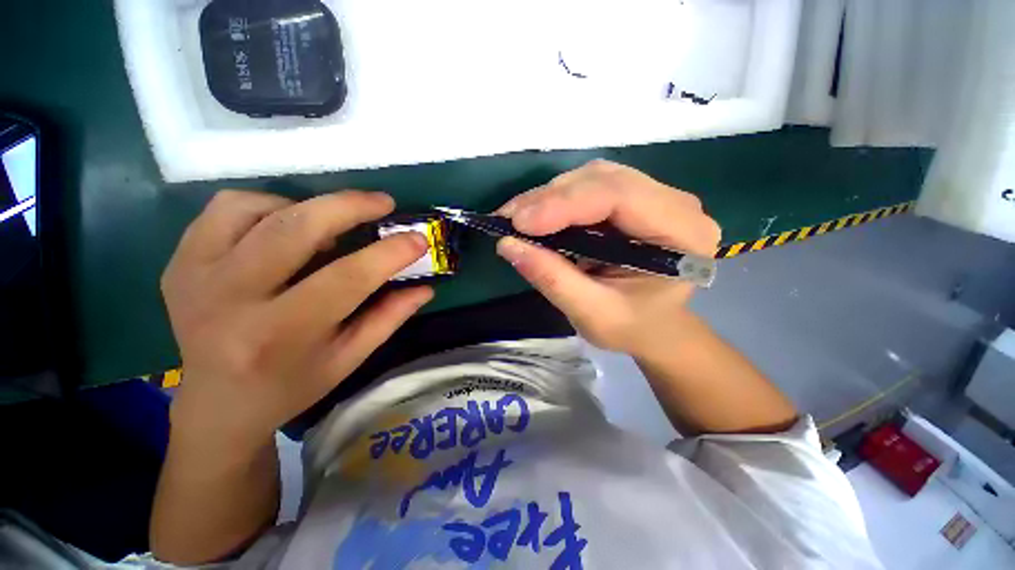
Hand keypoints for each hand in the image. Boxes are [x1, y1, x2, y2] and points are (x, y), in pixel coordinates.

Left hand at [161, 190, 432, 451]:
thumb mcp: (349, 359)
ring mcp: (194, 275)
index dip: (389, 253)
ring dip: (306, 207)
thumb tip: (425, 287)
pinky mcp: (179, 261)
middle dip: (349, 207)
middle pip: (295, 229)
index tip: (418, 239)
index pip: (346, 279)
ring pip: (255, 207)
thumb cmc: (291, 385)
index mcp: (280, 335)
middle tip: (383, 203)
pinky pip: (225, 209)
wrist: (217, 403)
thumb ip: (389, 318)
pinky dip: (266, 205)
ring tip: (330, 224)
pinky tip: (285, 227)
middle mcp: (229, 300)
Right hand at [495, 160, 720, 356]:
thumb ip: (553, 279)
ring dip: (549, 195)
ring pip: (592, 177)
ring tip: (517, 217)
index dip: (565, 203)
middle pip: (604, 179)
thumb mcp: (593, 314)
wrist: (653, 325)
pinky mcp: (631, 198)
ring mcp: (653, 196)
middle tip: (509, 219)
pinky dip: (556, 199)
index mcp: (683, 233)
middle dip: (550, 198)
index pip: (621, 196)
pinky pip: (588, 186)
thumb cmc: (632, 326)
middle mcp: (674, 203)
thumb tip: (507, 245)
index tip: (519, 223)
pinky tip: (534, 214)